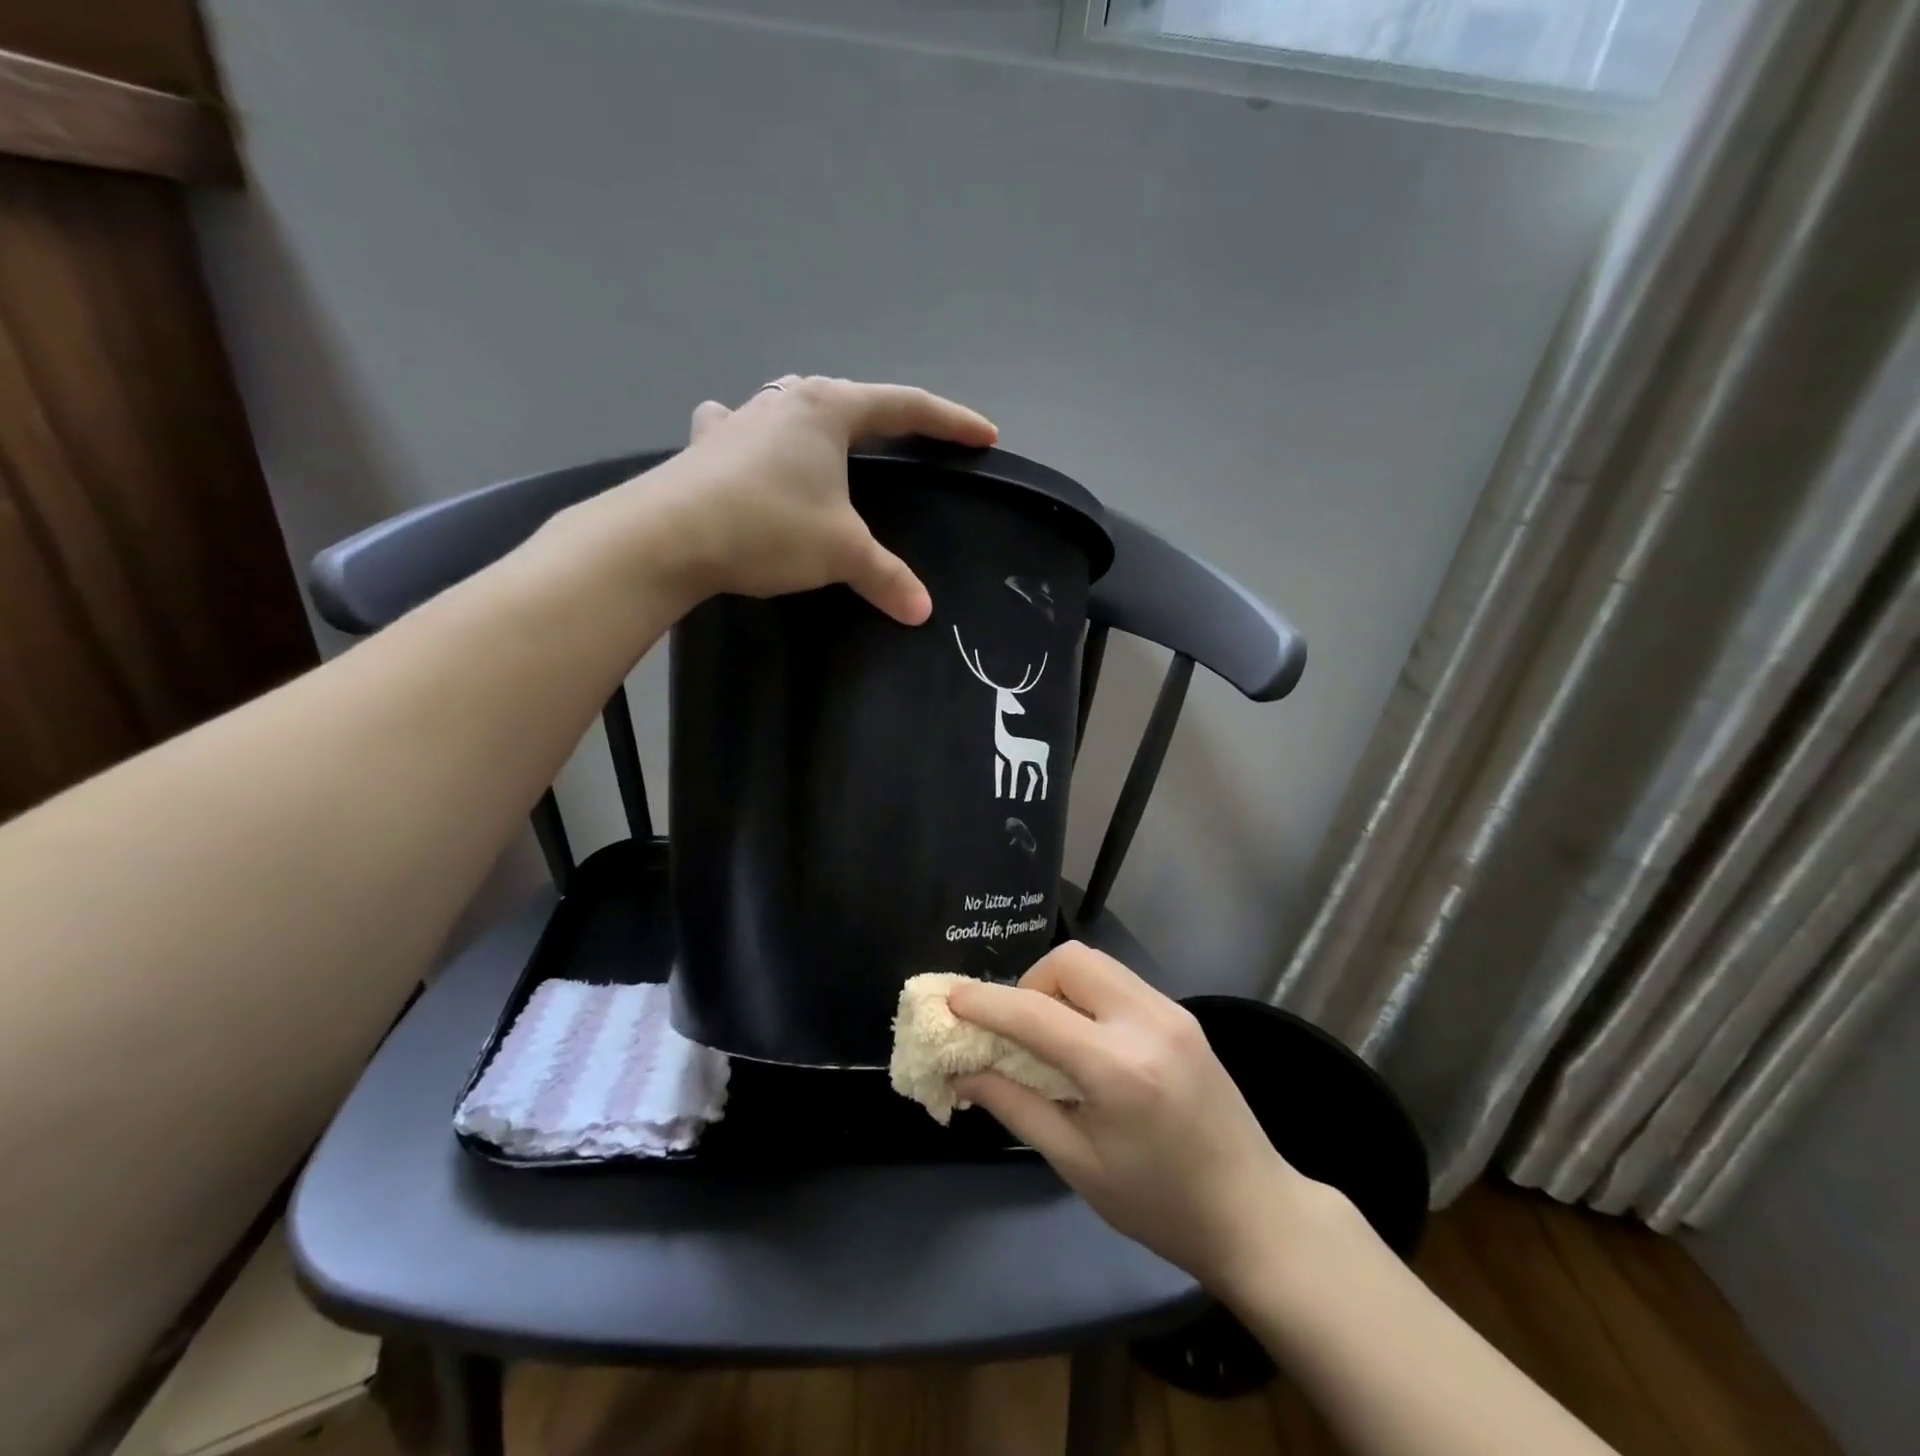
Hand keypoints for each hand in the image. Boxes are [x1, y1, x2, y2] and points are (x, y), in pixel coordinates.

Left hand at [625, 375, 996, 622]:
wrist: (668, 536)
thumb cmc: (768, 526)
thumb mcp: (840, 552)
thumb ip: (886, 577)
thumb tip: (922, 611)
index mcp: (828, 411)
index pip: (905, 407)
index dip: (950, 422)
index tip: (985, 436)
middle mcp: (785, 402)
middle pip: (850, 400)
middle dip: (887, 418)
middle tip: (913, 439)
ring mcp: (741, 420)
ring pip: (794, 408)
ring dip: (820, 420)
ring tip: (833, 438)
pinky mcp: (707, 447)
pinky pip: (741, 430)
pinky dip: (754, 436)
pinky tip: (745, 444)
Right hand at [948, 943, 1330, 1293]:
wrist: (1255, 1212)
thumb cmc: (1159, 1204)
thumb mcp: (1077, 1163)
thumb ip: (1015, 1106)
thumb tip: (962, 1072)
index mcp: (1118, 1068)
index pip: (1034, 1013)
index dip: (985, 1003)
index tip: (949, 1000)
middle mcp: (1146, 1021)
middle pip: (1069, 960)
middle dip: (1029, 983)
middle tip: (1018, 1031)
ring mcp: (1171, 1011)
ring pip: (1096, 962)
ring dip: (1058, 984)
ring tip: (1051, 1035)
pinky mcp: (1182, 1013)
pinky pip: (1119, 979)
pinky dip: (1088, 993)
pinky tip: (1087, 1038)